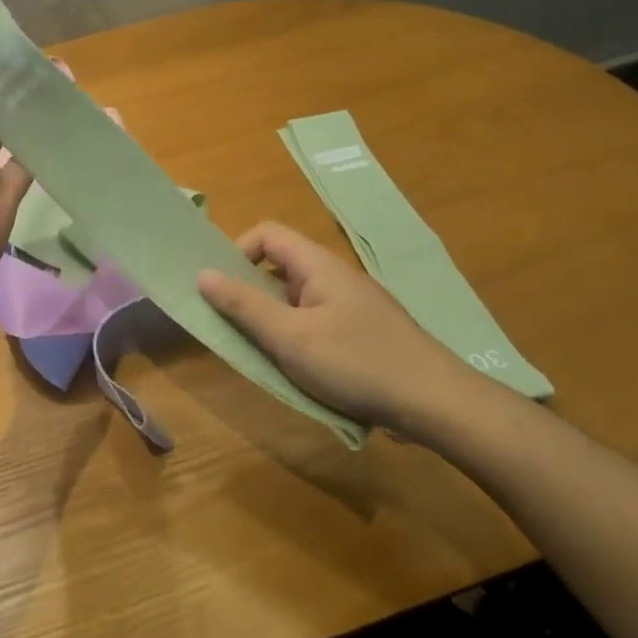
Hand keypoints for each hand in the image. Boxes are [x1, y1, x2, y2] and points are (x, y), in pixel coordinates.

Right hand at [198, 222, 496, 445]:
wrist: (435, 402)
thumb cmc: (356, 363)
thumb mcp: (290, 337)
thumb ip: (243, 305)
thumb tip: (202, 273)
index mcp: (318, 265)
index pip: (267, 234)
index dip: (236, 252)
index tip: (220, 289)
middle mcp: (335, 276)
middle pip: (280, 266)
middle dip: (250, 291)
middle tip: (232, 326)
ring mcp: (352, 305)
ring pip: (297, 298)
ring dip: (272, 319)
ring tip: (261, 352)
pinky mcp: (363, 331)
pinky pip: (317, 321)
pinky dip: (297, 336)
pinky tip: (298, 369)